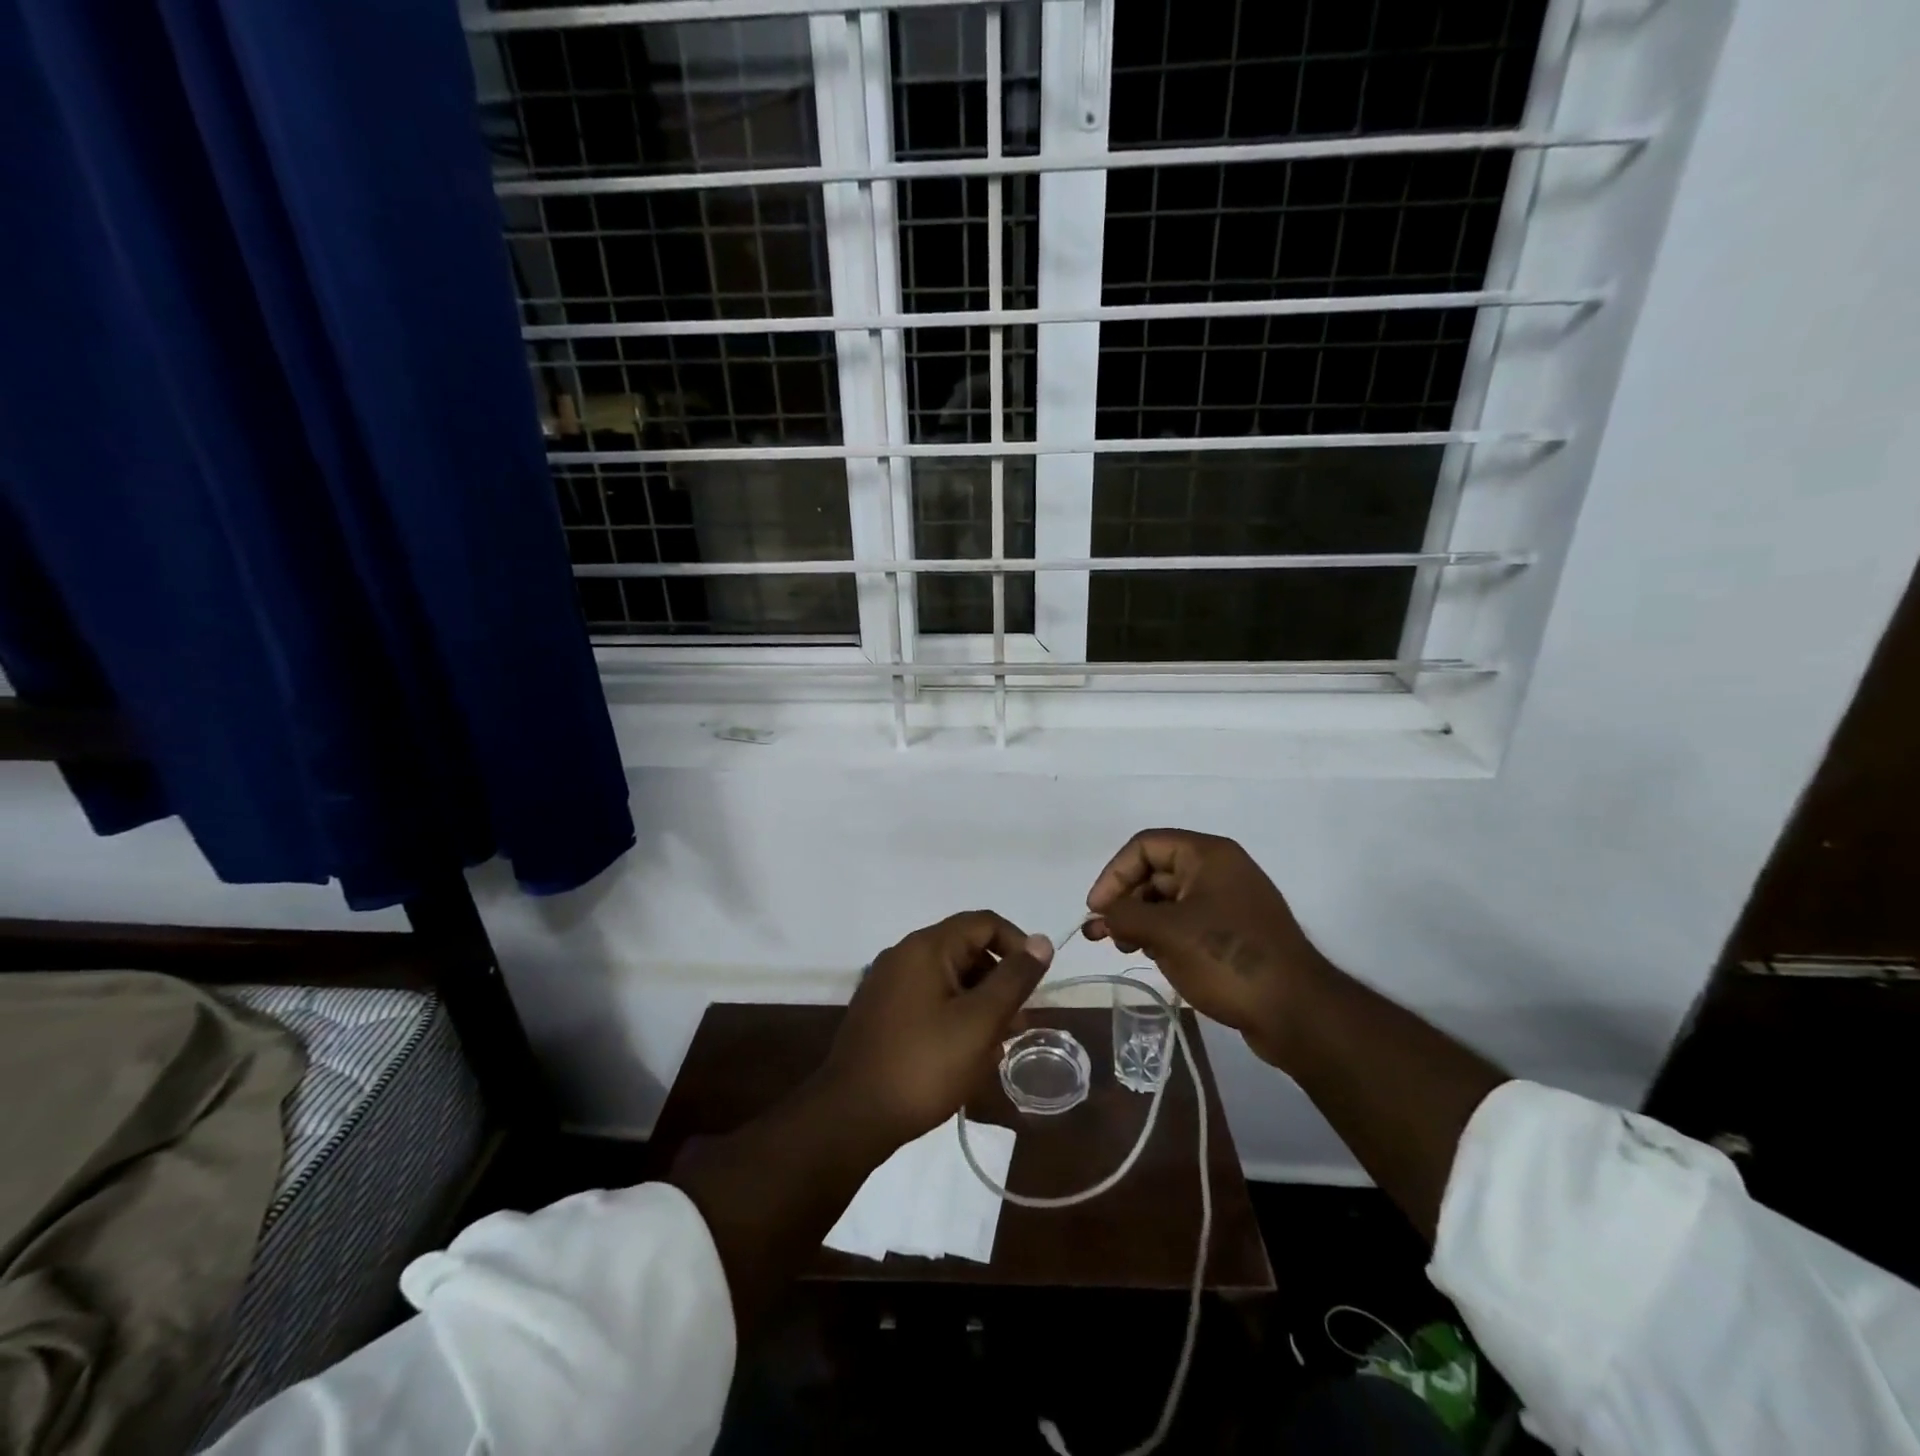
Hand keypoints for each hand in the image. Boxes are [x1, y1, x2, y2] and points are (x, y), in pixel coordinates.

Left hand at [817, 911, 1053, 1145]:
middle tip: (1020, 1023)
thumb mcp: (980, 1022)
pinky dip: (953, 1016)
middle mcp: (903, 955)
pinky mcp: (880, 1013)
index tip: (1036, 984)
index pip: (984, 923)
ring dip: (979, 1004)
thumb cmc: (923, 1065)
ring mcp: (887, 984)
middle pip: (966, 950)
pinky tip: (965, 1054)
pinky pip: (928, 1000)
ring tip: (997, 1046)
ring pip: (948, 979)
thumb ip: (1014, 979)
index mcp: (926, 947)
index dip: (1018, 945)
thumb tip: (1042, 941)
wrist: (851, 1117)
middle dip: (999, 981)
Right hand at [1084, 829, 1329, 1066]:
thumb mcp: (1165, 933)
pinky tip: (1153, 956)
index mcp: (1208, 855)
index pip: (1145, 846)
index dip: (1114, 873)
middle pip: (1156, 871)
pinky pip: (1187, 921)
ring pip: (1169, 899)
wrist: (1297, 1012)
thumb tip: (1103, 915)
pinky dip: (1163, 934)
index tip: (1097, 909)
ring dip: (1141, 920)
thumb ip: (1124, 915)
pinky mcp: (1234, 933)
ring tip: (1126, 948)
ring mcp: (1229, 902)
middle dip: (1125, 900)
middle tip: (1103, 934)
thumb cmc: (1227, 958)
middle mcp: (1220, 870)